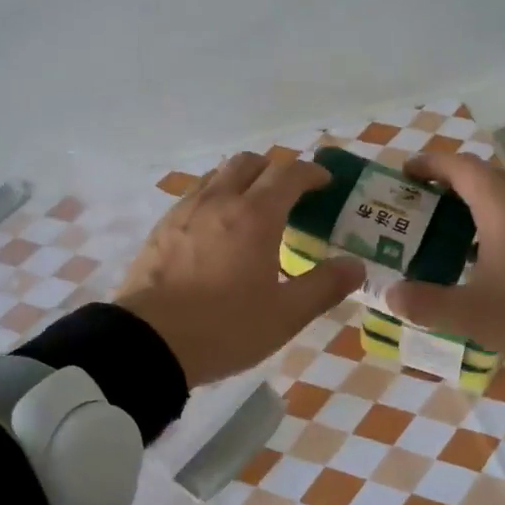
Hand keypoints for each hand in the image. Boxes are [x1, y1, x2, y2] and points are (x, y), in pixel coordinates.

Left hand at [117, 152, 364, 386]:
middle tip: (290, 195)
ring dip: (242, 179)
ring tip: (253, 208)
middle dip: (275, 169)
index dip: (311, 172)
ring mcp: (185, 210)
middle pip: (250, 162)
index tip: (324, 184)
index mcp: (255, 215)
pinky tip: (216, 229)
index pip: (289, 173)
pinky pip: (195, 194)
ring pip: (218, 174)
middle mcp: (219, 200)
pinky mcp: (162, 226)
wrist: (148, 342)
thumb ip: (324, 286)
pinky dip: (215, 196)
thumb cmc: (224, 328)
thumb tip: (356, 265)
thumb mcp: (284, 316)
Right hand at [385, 153, 504, 391]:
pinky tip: (493, 255)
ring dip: (477, 202)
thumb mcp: (472, 316)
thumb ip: (425, 303)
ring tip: (451, 230)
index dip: (430, 164)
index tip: (405, 174)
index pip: (461, 167)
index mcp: (504, 207)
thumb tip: (390, 294)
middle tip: (421, 205)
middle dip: (450, 183)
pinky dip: (501, 219)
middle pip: (485, 175)